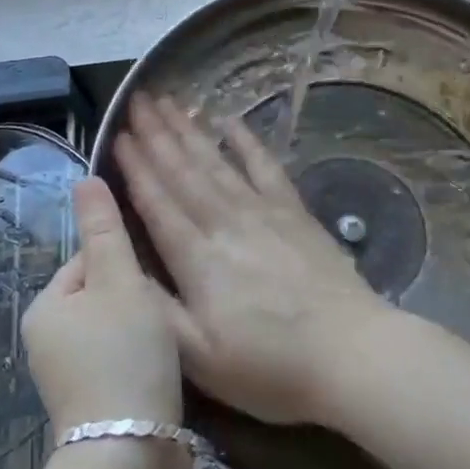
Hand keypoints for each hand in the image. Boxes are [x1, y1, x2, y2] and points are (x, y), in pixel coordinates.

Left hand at [22, 178, 184, 429]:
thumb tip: (84, 179)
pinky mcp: (91, 402)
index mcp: (46, 306)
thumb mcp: (121, 282)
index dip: (128, 261)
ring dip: (142, 328)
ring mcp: (67, 375)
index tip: (154, 281)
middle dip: (137, 298)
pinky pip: (119, 359)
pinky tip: (161, 370)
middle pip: (104, 293)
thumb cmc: (125, 356)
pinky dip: (140, 359)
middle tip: (164, 314)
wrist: (130, 456)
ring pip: (115, 327)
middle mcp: (47, 339)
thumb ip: (105, 230)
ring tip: (166, 343)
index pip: (90, 258)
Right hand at [113, 95, 391, 425]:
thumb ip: (155, 308)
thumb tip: (118, 267)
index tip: (117, 135)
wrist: (351, 353)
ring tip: (168, 103)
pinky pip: (265, 166)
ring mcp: (263, 212)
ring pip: (217, 161)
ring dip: (190, 131)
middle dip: (156, 135)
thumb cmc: (270, 367)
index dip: (134, 167)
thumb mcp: (198, 358)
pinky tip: (230, 122)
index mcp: (197, 258)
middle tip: (136, 102)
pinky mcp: (295, 213)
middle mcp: (225, 223)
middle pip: (183, 170)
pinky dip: (247, 142)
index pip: (156, 201)